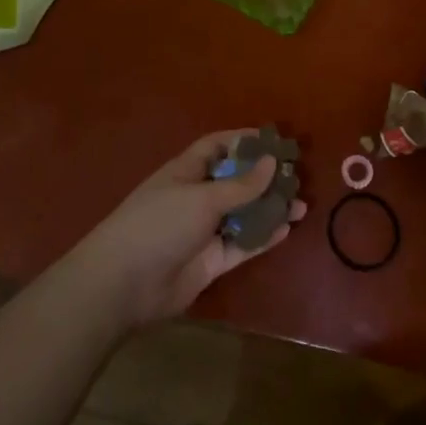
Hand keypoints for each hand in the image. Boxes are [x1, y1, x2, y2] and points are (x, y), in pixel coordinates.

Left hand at [66, 130, 307, 327]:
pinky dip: (263, 237)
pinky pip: (242, 245)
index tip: (273, 139)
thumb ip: (241, 185)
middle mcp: (195, 198)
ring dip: (269, 209)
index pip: (216, 147)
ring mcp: (203, 231)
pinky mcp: (210, 261)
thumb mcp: (202, 198)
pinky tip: (287, 229)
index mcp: (186, 172)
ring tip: (301, 205)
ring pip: (243, 215)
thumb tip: (272, 162)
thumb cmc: (160, 224)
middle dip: (264, 178)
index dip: (242, 141)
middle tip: (295, 176)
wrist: (124, 285)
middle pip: (235, 182)